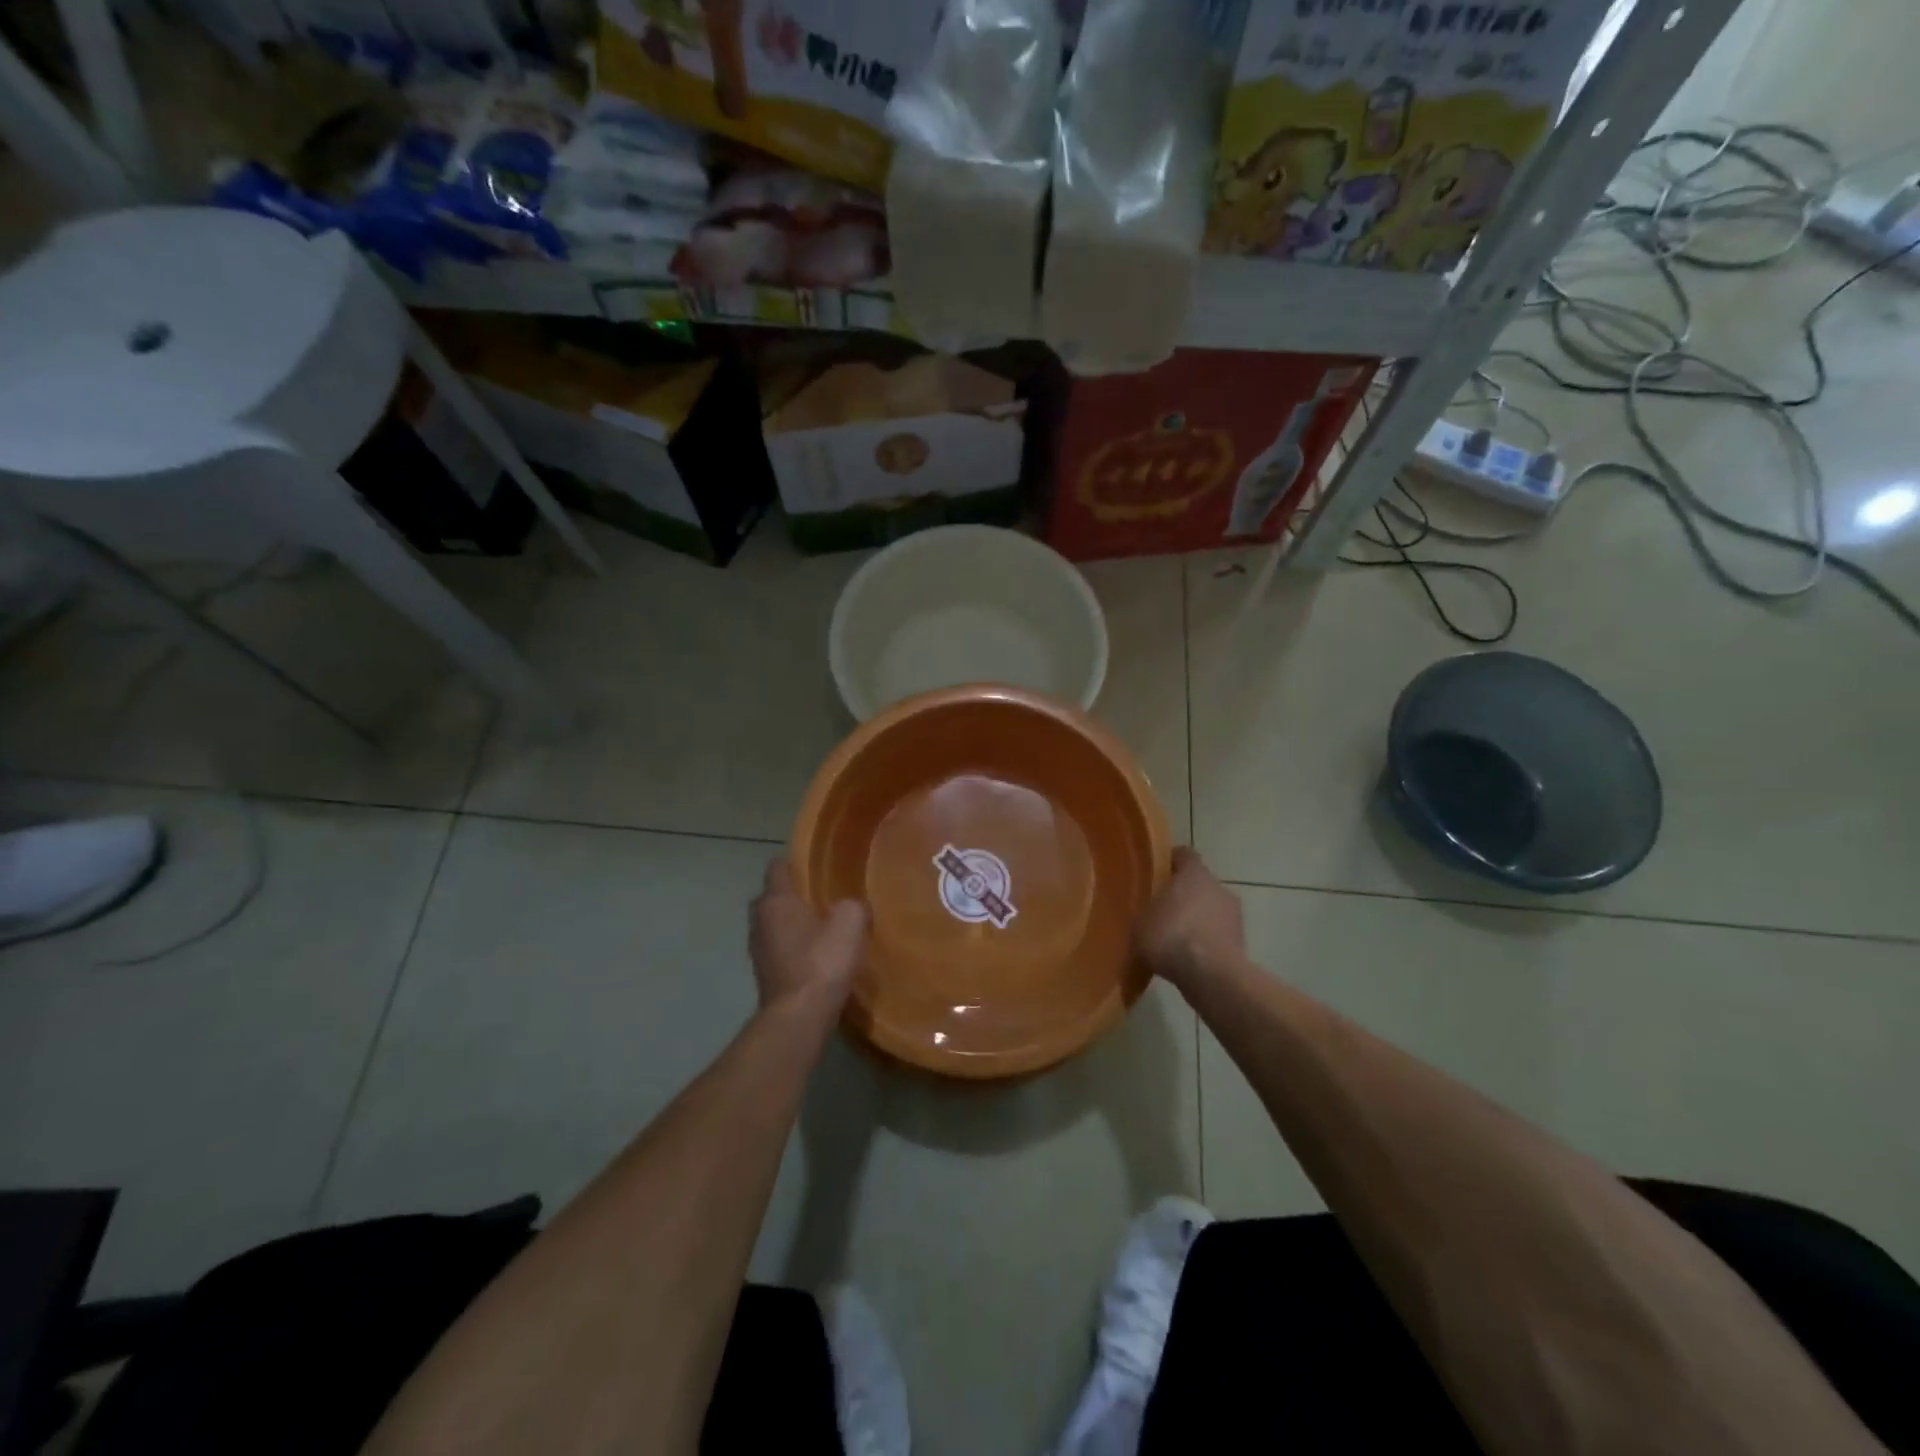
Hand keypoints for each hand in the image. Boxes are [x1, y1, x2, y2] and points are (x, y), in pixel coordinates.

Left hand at [749, 859, 867, 1013]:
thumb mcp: (850, 924)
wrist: (799, 1016)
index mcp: (776, 900)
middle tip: (821, 897)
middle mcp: (760, 920)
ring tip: (821, 927)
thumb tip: (851, 907)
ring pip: (773, 925)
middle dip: (792, 895)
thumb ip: (852, 906)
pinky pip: (777, 949)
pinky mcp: (763, 974)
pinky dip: (792, 947)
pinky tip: (815, 955)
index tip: (815, 865)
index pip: (777, 867)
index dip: (795, 862)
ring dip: (791, 924)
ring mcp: (757, 949)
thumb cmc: (822, 961)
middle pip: (772, 896)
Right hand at [1136, 848, 1244, 992]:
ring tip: (1174, 938)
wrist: (1210, 976)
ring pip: (1210, 910)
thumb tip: (1146, 912)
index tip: (1157, 872)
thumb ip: (1145, 910)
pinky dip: (1206, 941)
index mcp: (1194, 873)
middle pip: (1199, 883)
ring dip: (1197, 919)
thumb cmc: (1170, 936)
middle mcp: (1218, 887)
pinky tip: (1188, 958)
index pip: (1184, 855)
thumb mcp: (1141, 921)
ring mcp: (1234, 915)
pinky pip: (1217, 935)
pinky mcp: (1241, 942)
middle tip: (1161, 909)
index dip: (1170, 861)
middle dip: (1183, 894)